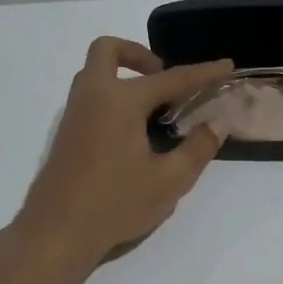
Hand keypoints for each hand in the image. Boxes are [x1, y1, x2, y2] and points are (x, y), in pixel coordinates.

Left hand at [10, 37, 233, 270]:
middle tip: (164, 79)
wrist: (55, 233)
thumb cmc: (115, 204)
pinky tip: (131, 132)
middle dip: (139, 54)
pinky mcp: (65, 134)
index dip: (202, 73)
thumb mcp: (168, 181)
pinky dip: (111, 96)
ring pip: (94, 72)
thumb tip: (218, 123)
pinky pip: (89, 96)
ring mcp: (73, 114)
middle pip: (108, 51)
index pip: (171, 79)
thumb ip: (197, 148)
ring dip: (122, 75)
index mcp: (120, 101)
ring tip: (153, 108)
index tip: (226, 66)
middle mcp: (93, 96)